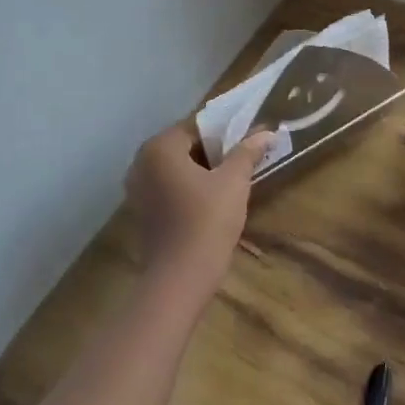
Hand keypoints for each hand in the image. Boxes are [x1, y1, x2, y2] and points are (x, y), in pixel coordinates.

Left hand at [124, 122, 272, 297]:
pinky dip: (189, 187)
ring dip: (202, 170)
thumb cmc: (207, 221)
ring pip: (177, 168)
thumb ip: (247, 152)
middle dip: (213, 150)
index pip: (196, 126)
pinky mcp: (143, 211)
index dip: (224, 131)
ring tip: (232, 178)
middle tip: (243, 159)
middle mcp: (141, 163)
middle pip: (184, 146)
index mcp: (159, 148)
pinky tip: (212, 199)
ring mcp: (138, 189)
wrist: (180, 278)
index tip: (247, 140)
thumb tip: (267, 131)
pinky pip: (169, 187)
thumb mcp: (234, 182)